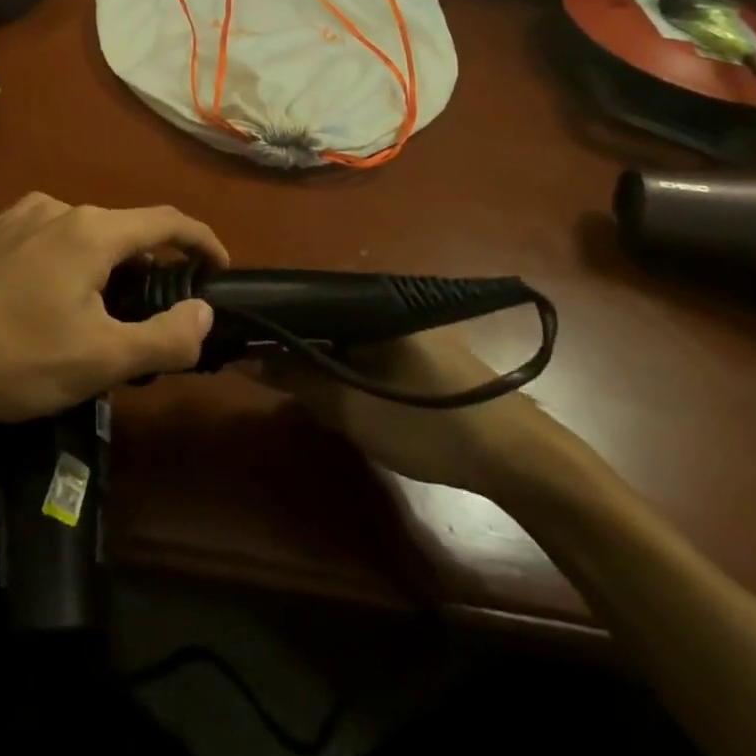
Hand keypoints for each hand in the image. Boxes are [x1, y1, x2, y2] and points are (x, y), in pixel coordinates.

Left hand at [0, 192, 226, 434]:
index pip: (166, 220)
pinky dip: (62, 261)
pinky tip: (45, 298)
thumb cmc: (18, 358)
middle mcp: (55, 208)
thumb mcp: (102, 360)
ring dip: (102, 264)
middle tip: (154, 312)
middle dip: (148, 264)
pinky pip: (41, 239)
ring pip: (79, 233)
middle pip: (121, 228)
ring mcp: (14, 218)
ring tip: (98, 309)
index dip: (202, 240)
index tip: (219, 268)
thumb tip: (203, 312)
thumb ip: (165, 336)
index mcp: (91, 230)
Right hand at [261, 329, 592, 503]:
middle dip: (288, 341)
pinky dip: (340, 362)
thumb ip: (293, 377)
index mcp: (367, 302)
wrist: (519, 459)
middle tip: (261, 370)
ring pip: (338, 332)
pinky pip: (361, 345)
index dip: (265, 320)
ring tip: (289, 381)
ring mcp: (402, 323)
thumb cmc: (428, 426)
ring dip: (314, 355)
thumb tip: (242, 356)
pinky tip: (333, 387)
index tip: (236, 340)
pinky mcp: (415, 347)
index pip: (297, 297)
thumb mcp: (350, 408)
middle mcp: (382, 301)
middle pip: (316, 313)